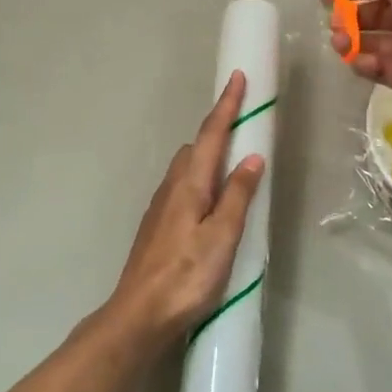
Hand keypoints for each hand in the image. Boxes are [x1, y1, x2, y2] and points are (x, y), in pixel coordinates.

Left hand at [105, 70, 265, 348]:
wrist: (139, 314)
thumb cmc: (186, 276)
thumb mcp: (222, 236)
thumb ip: (238, 196)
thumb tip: (252, 157)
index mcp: (189, 185)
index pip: (211, 135)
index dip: (226, 106)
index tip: (238, 77)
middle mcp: (171, 188)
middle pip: (196, 147)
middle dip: (218, 130)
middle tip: (243, 124)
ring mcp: (160, 207)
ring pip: (187, 168)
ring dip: (208, 155)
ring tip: (233, 161)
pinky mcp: (157, 226)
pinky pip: (182, 187)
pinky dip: (200, 179)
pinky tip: (210, 200)